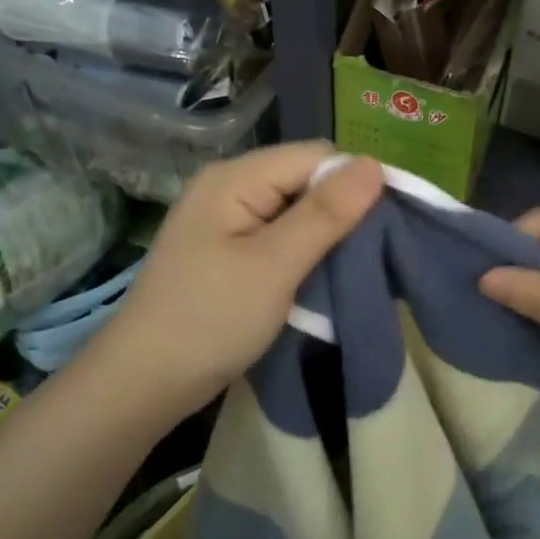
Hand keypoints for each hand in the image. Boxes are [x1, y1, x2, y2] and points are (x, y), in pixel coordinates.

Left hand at [96, 145, 382, 414]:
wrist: (146, 382)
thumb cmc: (210, 319)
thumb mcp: (274, 264)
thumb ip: (326, 213)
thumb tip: (376, 164)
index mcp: (236, 178)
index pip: (316, 157)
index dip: (357, 182)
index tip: (394, 222)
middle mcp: (231, 189)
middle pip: (307, 181)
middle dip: (345, 211)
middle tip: (379, 252)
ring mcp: (229, 223)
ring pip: (298, 213)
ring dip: (330, 237)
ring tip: (361, 266)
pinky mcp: (232, 254)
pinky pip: (283, 239)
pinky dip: (309, 255)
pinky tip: (329, 277)